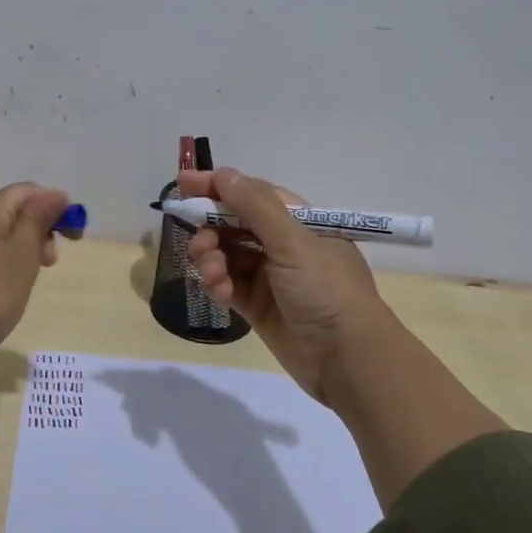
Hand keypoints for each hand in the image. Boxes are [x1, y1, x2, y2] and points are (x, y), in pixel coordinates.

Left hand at [0, 181, 73, 475]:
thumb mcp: (23, 255)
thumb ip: (38, 219)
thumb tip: (54, 194)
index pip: (27, 191)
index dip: (55, 207)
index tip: (73, 237)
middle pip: (8, 209)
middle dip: (36, 229)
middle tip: (49, 264)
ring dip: (17, 246)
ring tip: (25, 278)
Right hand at [181, 166, 390, 407]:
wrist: (348, 359)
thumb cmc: (326, 289)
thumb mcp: (293, 241)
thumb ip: (255, 206)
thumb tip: (223, 173)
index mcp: (299, 221)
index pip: (252, 194)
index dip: (218, 187)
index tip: (184, 185)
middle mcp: (283, 244)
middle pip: (234, 224)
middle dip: (210, 229)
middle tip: (197, 243)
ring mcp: (270, 277)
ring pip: (227, 255)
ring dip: (211, 259)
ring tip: (212, 274)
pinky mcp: (259, 306)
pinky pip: (228, 285)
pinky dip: (219, 285)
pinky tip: (221, 293)